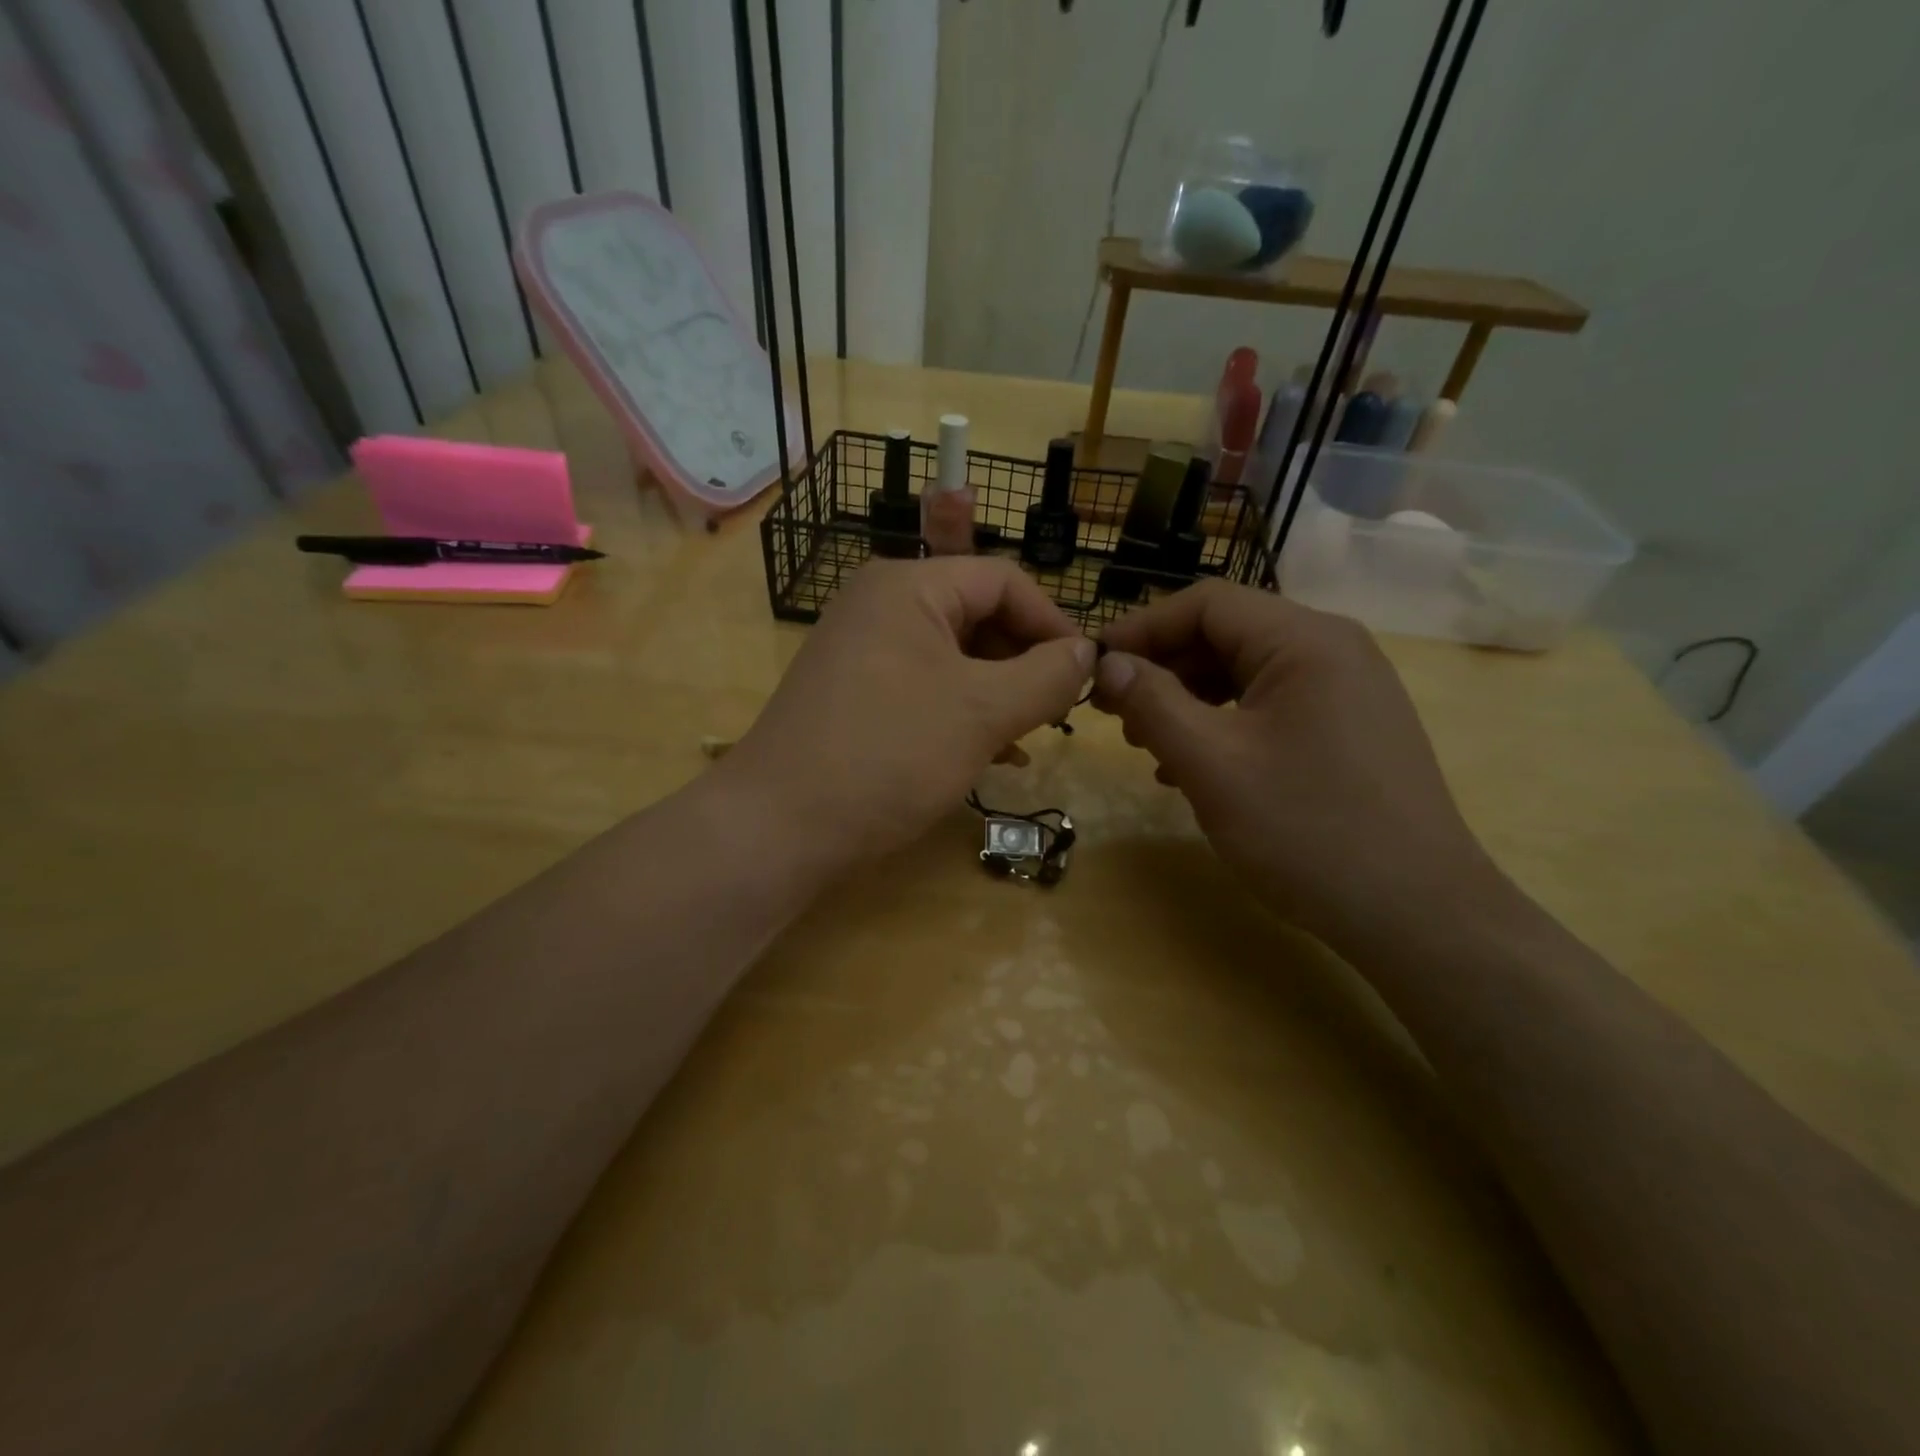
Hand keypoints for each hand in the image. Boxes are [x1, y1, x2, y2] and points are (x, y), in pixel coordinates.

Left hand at [721, 558, 1094, 872]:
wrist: (779, 827)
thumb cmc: (889, 754)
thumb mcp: (982, 712)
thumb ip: (1047, 676)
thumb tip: (1088, 653)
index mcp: (908, 586)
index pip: (1003, 580)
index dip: (1053, 623)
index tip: (1085, 674)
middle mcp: (880, 605)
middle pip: (977, 615)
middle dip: (1024, 662)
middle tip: (1057, 712)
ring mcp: (863, 651)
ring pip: (954, 658)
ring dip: (999, 693)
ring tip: (1030, 737)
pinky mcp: (855, 694)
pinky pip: (925, 688)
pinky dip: (963, 713)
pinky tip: (993, 754)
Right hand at [1095, 580, 1507, 947]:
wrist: (1418, 914)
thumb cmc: (1307, 831)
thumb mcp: (1212, 764)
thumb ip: (1152, 703)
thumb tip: (1108, 664)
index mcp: (1305, 640)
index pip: (1205, 603)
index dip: (1141, 628)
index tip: (1093, 667)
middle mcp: (1332, 649)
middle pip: (1226, 634)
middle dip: (1162, 668)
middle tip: (1112, 712)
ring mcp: (1346, 690)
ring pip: (1245, 673)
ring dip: (1187, 699)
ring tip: (1145, 743)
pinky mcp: (1348, 728)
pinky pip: (1270, 707)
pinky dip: (1222, 724)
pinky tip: (1192, 767)